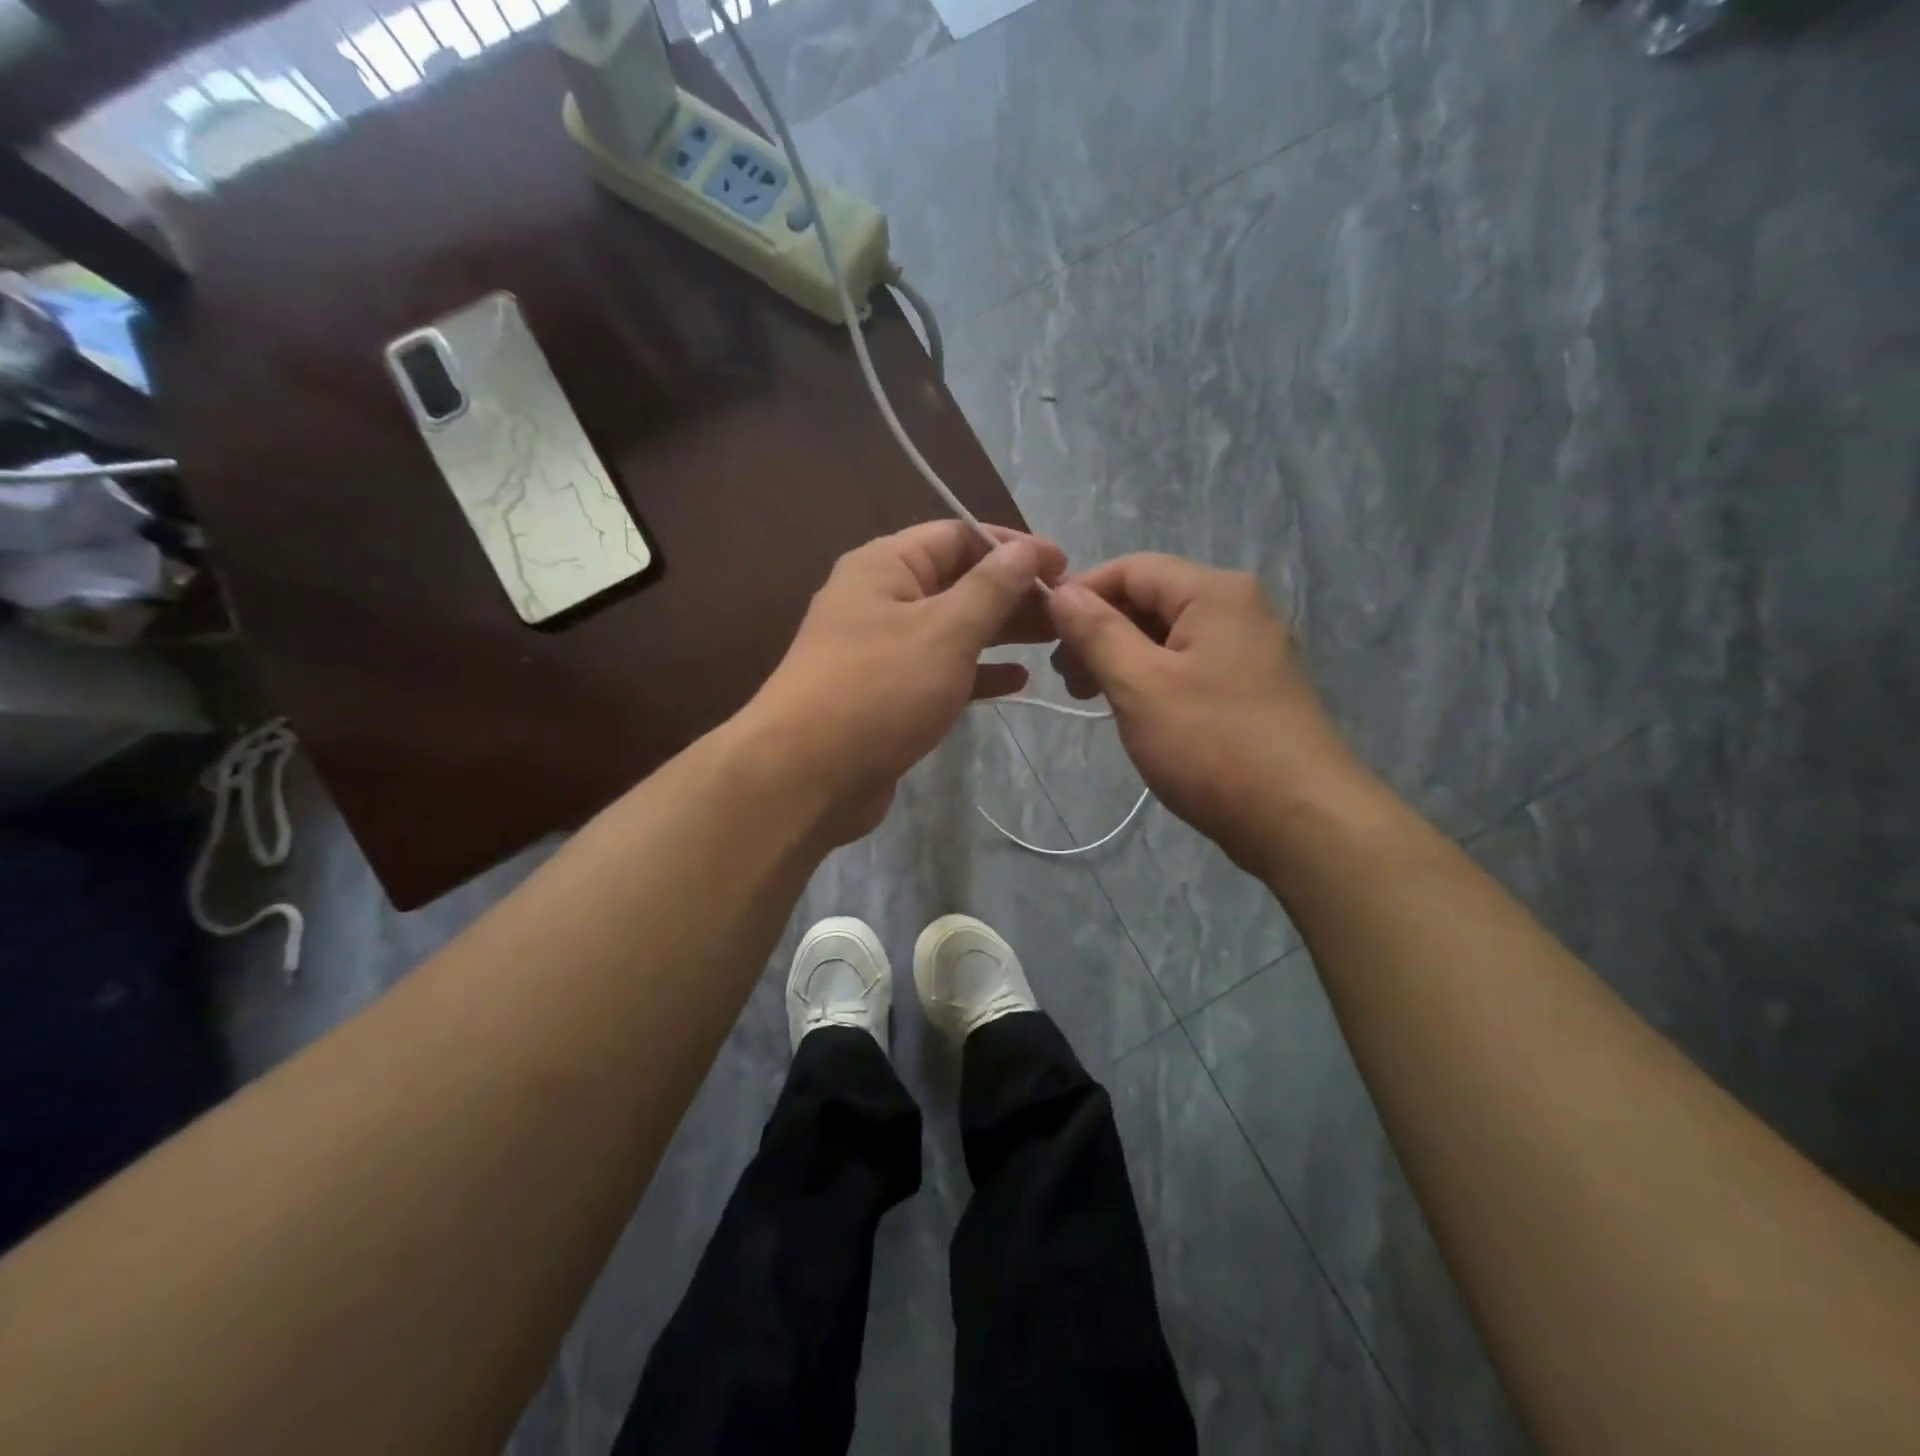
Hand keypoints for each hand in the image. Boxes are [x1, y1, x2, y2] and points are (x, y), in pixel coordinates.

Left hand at [747, 520, 1065, 842]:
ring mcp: (882, 651)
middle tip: (1067, 610)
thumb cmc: (878, 690)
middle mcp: (880, 600)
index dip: (1012, 546)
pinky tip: (1018, 681)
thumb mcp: (945, 631)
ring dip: (1001, 632)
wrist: (805, 777)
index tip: (1063, 566)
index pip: (958, 536)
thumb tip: (1026, 551)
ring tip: (1055, 639)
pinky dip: (977, 673)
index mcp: (885, 567)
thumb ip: (991, 588)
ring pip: (952, 629)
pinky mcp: (888, 696)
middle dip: (1012, 592)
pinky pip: (941, 672)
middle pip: (957, 583)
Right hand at [1046, 554, 1359, 872]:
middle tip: (1068, 679)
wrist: (1301, 821)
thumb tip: (1061, 591)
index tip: (1043, 634)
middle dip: (1100, 630)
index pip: (1132, 567)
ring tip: (1092, 698)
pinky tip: (1133, 711)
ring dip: (1122, 657)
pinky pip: (1188, 665)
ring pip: (1167, 635)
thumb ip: (1096, 632)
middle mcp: (1238, 608)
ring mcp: (1249, 649)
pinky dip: (1152, 679)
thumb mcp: (1140, 685)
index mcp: (1215, 593)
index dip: (1082, 592)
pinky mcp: (1250, 687)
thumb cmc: (1213, 746)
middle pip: (1151, 598)